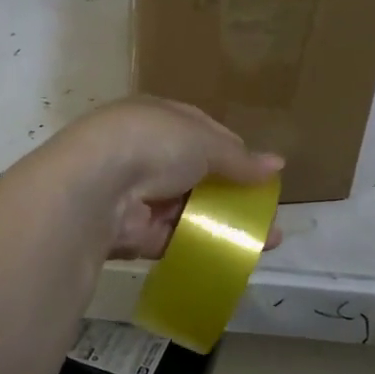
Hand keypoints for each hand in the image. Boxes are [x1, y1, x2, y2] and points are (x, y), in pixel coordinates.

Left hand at [45, 97, 283, 258]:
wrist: (96, 186)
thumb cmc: (153, 144)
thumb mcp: (205, 142)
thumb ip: (240, 158)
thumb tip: (278, 164)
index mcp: (158, 119)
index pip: (201, 132)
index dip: (232, 151)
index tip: (259, 171)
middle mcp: (145, 153)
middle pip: (197, 174)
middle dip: (233, 193)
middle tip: (266, 211)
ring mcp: (138, 194)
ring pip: (189, 209)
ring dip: (225, 223)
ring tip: (265, 239)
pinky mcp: (134, 232)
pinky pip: (175, 239)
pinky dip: (204, 245)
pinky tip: (236, 254)